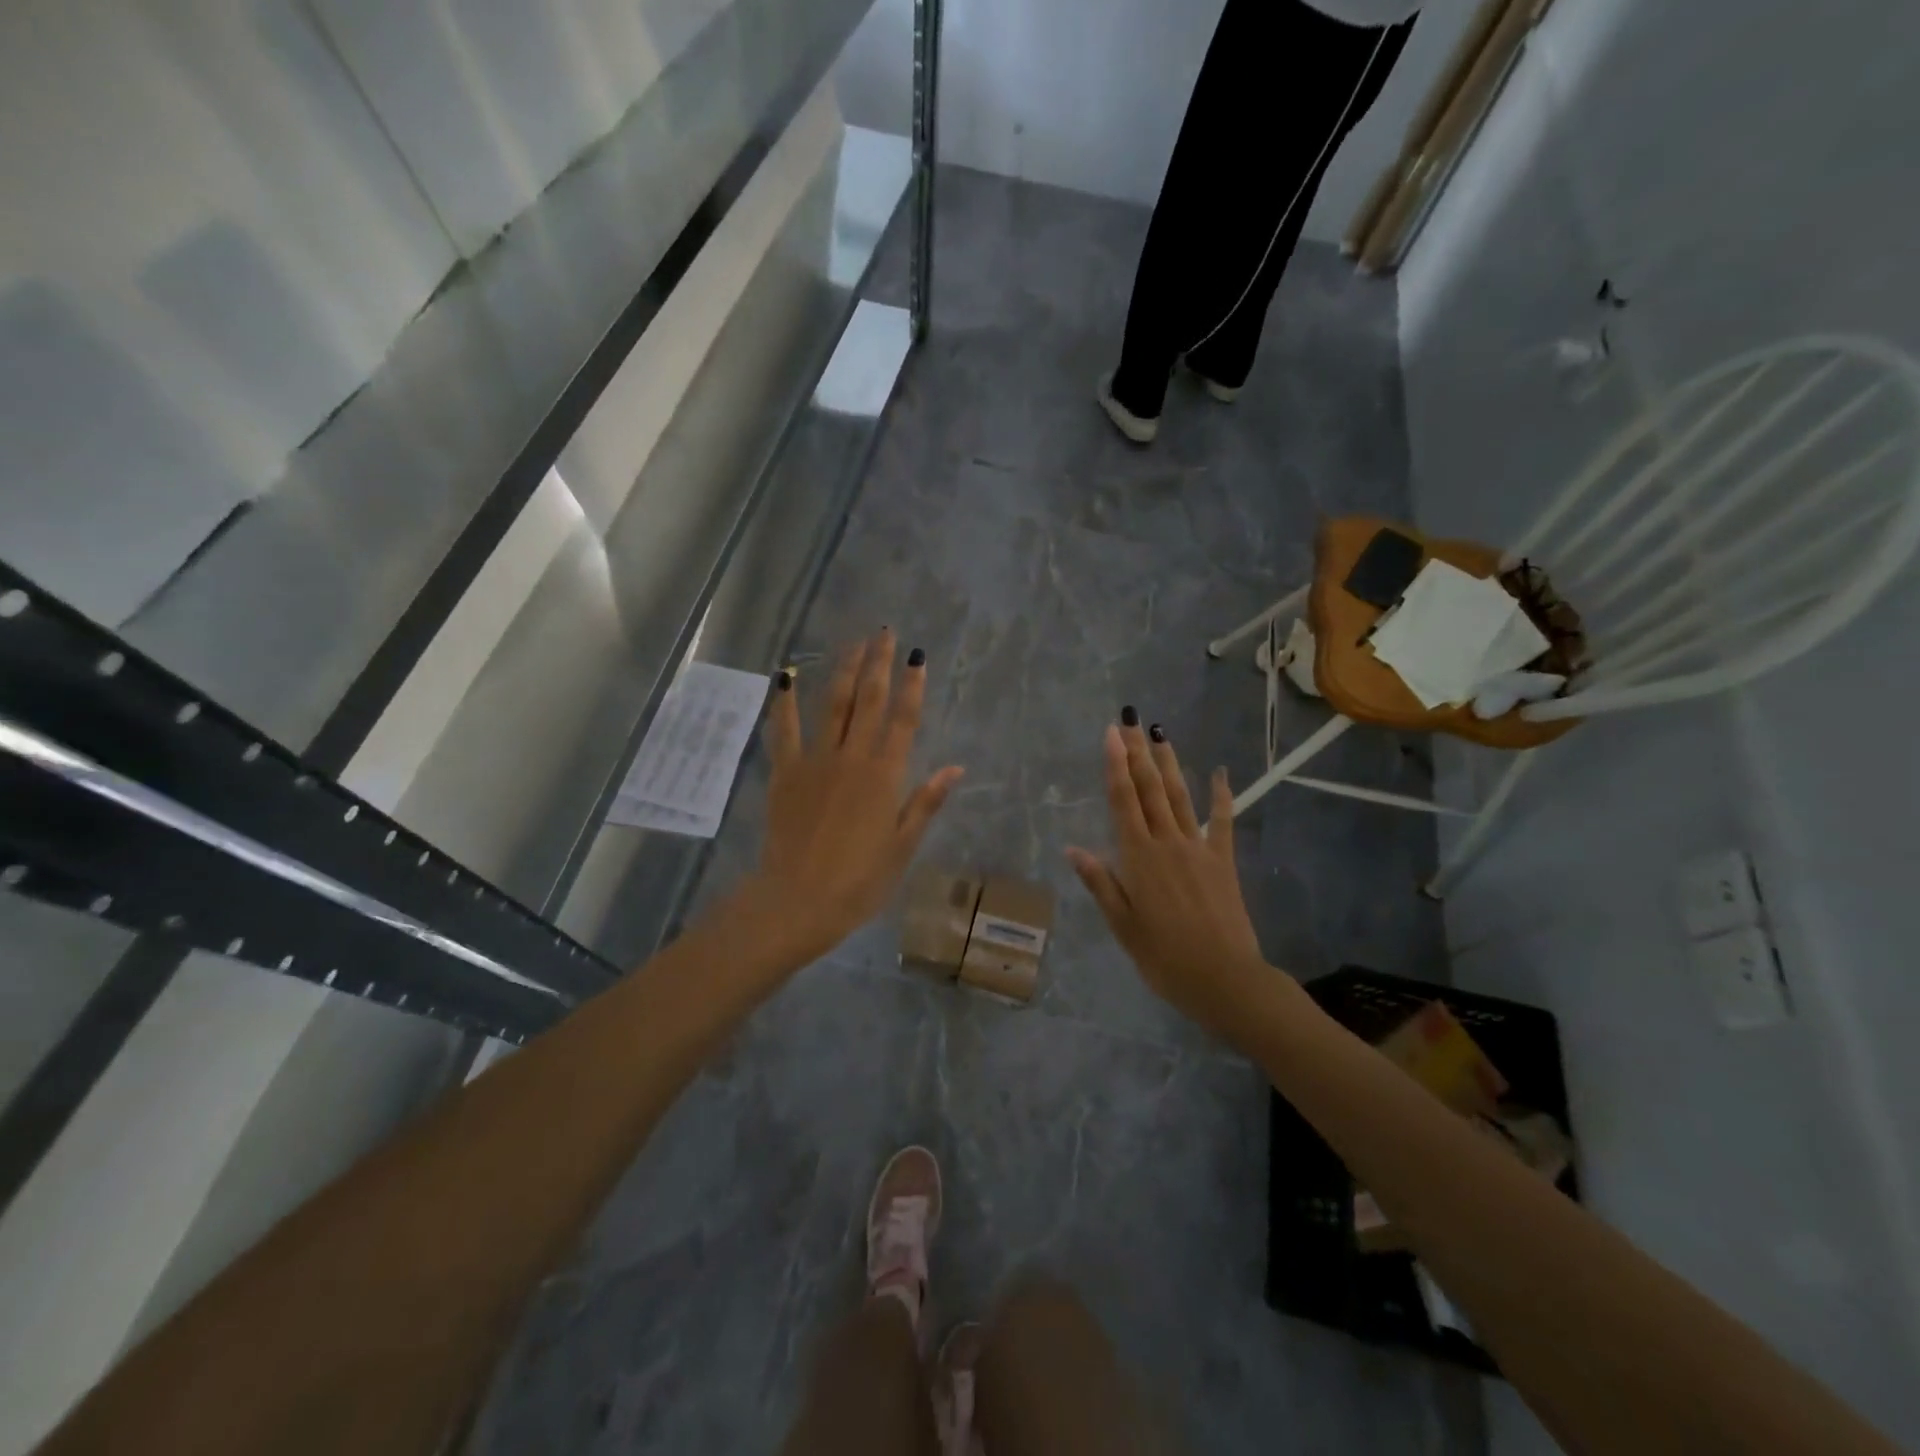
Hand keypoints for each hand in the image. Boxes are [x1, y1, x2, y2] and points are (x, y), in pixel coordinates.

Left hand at [737, 629, 962, 968]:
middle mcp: (853, 758)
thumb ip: (925, 802)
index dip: (913, 686)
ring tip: (853, 642)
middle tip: (884, 632)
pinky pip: (784, 730)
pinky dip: (784, 702)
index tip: (918, 656)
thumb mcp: (902, 847)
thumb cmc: (859, 881)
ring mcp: (815, 761)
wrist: (798, 901)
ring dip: (844, 670)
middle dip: (878, 664)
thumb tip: (955, 768)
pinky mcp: (785, 772)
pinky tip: (786, 676)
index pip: (904, 720)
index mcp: (885, 776)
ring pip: (833, 705)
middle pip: (869, 701)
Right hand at [1066, 720, 1275, 1045]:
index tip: (1111, 734)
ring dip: (1168, 764)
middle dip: (1138, 753)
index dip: (1116, 765)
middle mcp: (1167, 843)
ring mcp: (1199, 849)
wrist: (1225, 979)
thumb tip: (1074, 848)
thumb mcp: (1123, 926)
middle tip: (1131, 720)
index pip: (1123, 801)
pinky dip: (1221, 795)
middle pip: (1149, 789)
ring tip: (1160, 734)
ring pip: (1180, 796)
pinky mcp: (1223, 861)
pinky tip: (1219, 772)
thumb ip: (1101, 883)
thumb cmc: (1164, 958)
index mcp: (1139, 858)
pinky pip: (1222, 822)